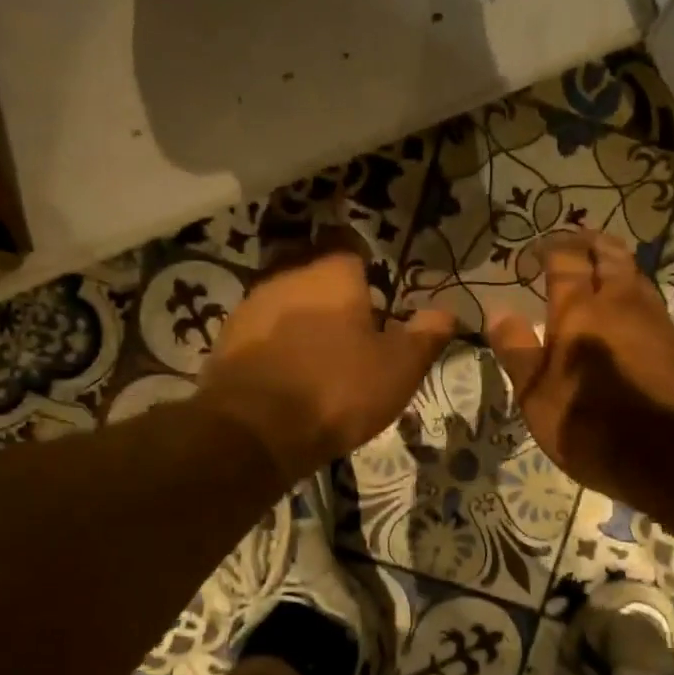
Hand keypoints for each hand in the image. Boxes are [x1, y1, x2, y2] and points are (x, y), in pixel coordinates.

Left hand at [198, 226, 456, 482]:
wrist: (254, 430)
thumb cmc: (337, 389)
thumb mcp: (398, 368)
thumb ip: (425, 335)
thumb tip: (447, 312)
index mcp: (332, 271)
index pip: (350, 244)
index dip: (365, 265)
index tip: (377, 293)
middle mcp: (287, 273)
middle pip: (315, 270)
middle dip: (333, 292)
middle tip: (354, 327)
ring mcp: (251, 303)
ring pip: (286, 299)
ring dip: (302, 318)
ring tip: (321, 353)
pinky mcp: (226, 337)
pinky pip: (262, 329)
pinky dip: (277, 343)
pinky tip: (289, 372)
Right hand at [487, 232, 673, 501]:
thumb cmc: (592, 426)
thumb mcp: (537, 397)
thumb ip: (517, 350)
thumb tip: (498, 311)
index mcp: (580, 311)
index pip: (565, 260)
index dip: (549, 248)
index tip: (535, 251)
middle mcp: (621, 303)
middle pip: (609, 254)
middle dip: (590, 242)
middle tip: (574, 244)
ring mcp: (657, 320)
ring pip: (636, 276)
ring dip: (616, 266)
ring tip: (601, 274)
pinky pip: (652, 305)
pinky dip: (635, 297)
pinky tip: (629, 317)